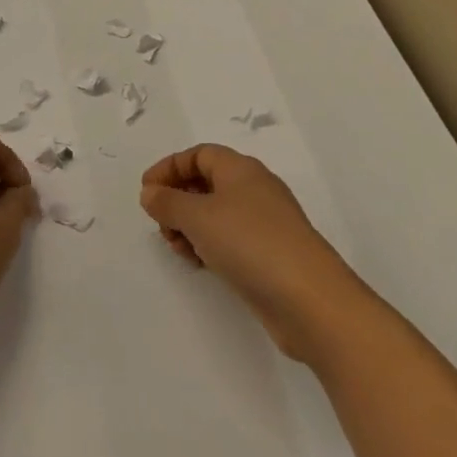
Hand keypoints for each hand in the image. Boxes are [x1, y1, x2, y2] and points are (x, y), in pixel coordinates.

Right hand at [140, 144, 358, 362]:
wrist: (311, 300)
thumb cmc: (250, 243)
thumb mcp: (198, 216)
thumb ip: (167, 202)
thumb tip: (150, 192)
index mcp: (240, 169)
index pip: (198, 155)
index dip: (169, 168)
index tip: (146, 191)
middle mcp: (254, 189)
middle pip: (206, 183)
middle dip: (177, 200)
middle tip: (161, 225)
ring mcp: (265, 223)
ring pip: (216, 214)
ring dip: (190, 226)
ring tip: (179, 249)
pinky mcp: (270, 255)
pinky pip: (230, 239)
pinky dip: (209, 245)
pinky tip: (200, 264)